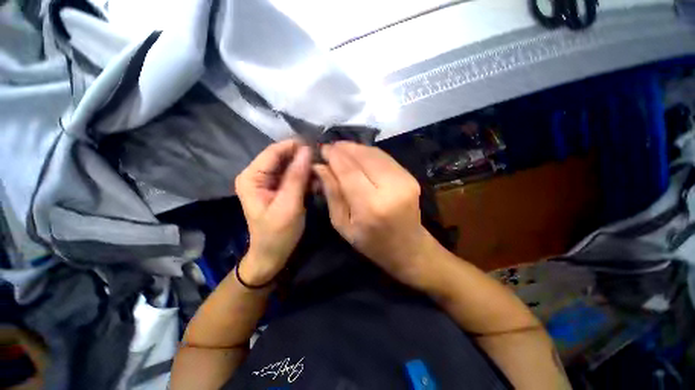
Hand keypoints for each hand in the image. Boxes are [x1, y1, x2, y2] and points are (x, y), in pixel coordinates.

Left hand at [235, 140, 311, 284]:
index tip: (317, 147)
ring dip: (306, 169)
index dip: (295, 146)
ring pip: (291, 166)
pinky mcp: (279, 188)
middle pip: (283, 157)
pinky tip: (316, 184)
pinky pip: (294, 176)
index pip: (274, 151)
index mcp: (252, 176)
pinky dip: (306, 178)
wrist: (272, 255)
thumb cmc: (277, 234)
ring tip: (321, 175)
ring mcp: (268, 181)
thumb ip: (296, 177)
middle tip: (323, 163)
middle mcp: (258, 174)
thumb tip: (307, 150)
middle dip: (303, 159)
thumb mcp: (288, 205)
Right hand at [313, 142, 432, 286]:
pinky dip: (368, 153)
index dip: (334, 156)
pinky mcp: (410, 176)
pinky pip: (384, 157)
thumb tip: (319, 166)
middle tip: (329, 147)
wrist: (408, 247)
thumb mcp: (343, 224)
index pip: (349, 171)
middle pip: (363, 157)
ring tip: (340, 149)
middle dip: (343, 148)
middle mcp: (391, 188)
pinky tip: (357, 155)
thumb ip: (332, 193)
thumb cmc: (371, 243)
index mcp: (371, 206)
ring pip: (374, 153)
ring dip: (355, 148)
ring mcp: (405, 180)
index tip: (321, 149)